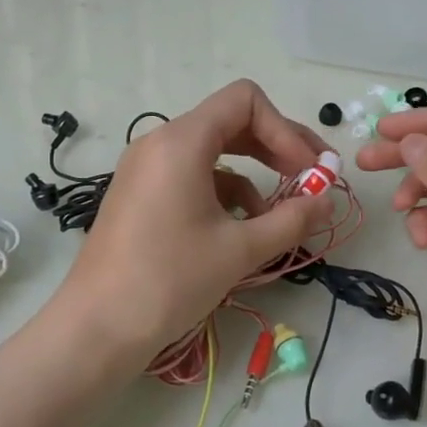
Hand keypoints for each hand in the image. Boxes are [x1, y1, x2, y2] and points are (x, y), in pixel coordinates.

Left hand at [49, 80, 332, 370]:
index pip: (245, 101)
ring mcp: (145, 168)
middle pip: (230, 122)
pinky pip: (191, 176)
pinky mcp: (140, 194)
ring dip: (254, 175)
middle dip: (276, 148)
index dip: (286, 130)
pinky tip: (242, 229)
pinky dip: (224, 193)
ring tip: (280, 216)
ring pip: (212, 152)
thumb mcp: (240, 250)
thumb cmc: (170, 279)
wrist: (98, 326)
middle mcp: (160, 143)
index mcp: (182, 142)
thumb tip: (327, 200)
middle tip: (312, 179)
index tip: (308, 172)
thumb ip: (292, 219)